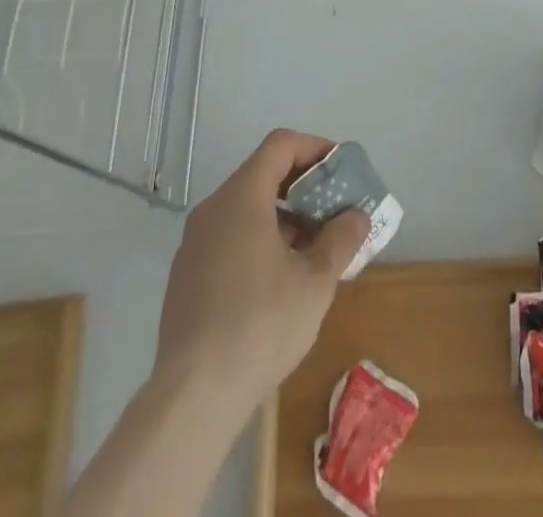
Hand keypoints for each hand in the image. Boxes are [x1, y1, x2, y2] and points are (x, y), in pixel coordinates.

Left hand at [153, 129, 368, 414]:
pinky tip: (280, 278)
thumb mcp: (315, 282)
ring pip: (245, 207)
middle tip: (334, 209)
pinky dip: (259, 238)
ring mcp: (194, 243)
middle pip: (262, 173)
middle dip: (303, 186)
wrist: (192, 397)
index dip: (314, 148)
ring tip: (314, 248)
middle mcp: (213, 208)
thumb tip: (357, 216)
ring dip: (283, 216)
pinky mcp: (186, 275)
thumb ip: (340, 240)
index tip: (341, 169)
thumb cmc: (260, 325)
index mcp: (242, 197)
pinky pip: (229, 236)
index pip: (280, 145)